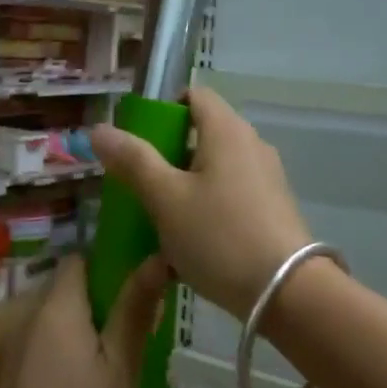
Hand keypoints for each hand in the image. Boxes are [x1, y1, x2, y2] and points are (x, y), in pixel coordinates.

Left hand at [0, 254, 167, 387]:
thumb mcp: (120, 372)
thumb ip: (134, 313)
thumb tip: (156, 258)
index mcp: (56, 310)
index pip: (78, 260)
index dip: (107, 267)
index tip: (133, 293)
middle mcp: (24, 320)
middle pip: (64, 295)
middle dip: (96, 310)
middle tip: (128, 345)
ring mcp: (5, 352)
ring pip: (49, 327)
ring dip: (75, 340)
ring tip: (103, 379)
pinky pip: (33, 353)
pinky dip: (54, 363)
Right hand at [90, 86, 313, 317]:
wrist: (287, 292)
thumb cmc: (219, 236)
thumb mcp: (166, 199)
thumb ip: (133, 161)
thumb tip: (99, 130)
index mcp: (227, 130)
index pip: (193, 95)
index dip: (162, 110)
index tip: (138, 144)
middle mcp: (251, 145)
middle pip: (201, 134)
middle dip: (167, 157)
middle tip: (140, 188)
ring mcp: (266, 178)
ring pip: (214, 171)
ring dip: (184, 189)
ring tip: (160, 224)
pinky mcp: (273, 209)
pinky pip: (230, 197)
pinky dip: (207, 211)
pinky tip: (190, 248)